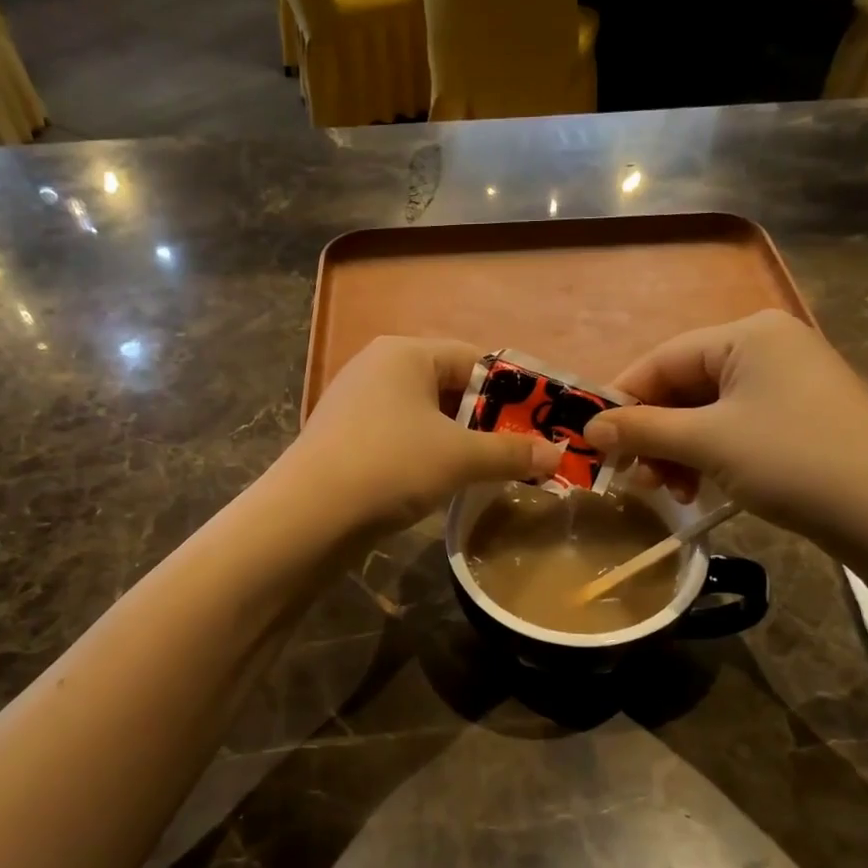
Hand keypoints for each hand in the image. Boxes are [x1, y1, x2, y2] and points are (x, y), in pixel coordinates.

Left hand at [284, 337, 564, 534]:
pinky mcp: (343, 438)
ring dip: (457, 440)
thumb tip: (558, 457)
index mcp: (405, 353)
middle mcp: (377, 367)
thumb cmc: (392, 465)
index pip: (473, 358)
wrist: (309, 515)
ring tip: (487, 470)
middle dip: (485, 419)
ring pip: (423, 415)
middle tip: (518, 451)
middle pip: (448, 386)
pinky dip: (425, 454)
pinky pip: (399, 437)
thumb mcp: (460, 458)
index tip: (537, 423)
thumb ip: (510, 454)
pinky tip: (441, 482)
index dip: (511, 390)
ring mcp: (354, 403)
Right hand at [583, 310, 867, 543]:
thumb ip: (643, 430)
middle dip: (653, 433)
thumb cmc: (792, 461)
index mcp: (746, 334)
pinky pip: (735, 425)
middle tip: (633, 476)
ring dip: (677, 450)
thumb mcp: (708, 443)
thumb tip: (589, 429)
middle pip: (684, 385)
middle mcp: (768, 345)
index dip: (622, 400)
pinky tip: (699, 488)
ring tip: (666, 490)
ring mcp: (789, 380)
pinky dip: (709, 454)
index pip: (662, 359)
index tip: (593, 441)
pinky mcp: (801, 414)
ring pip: (707, 410)